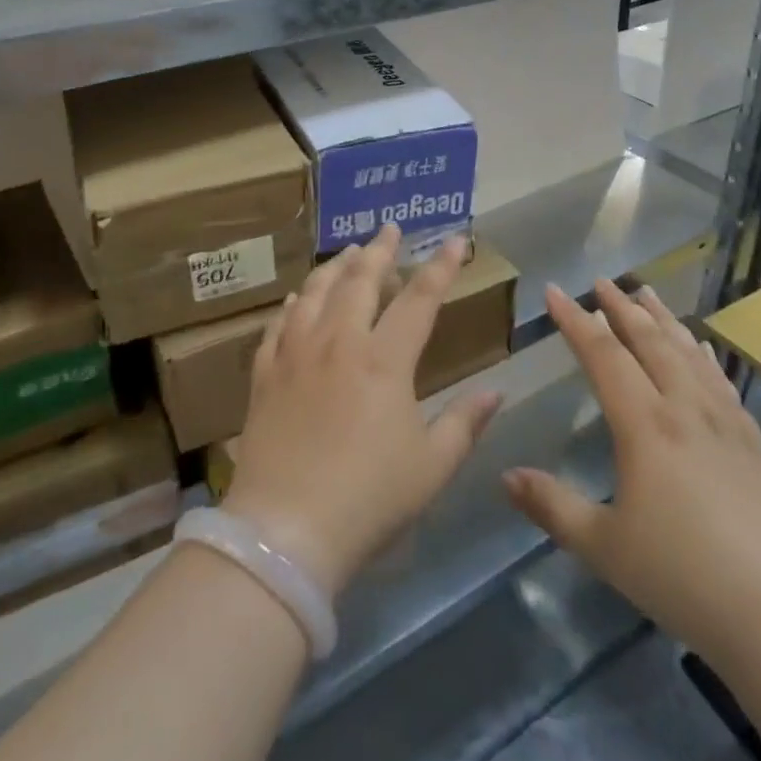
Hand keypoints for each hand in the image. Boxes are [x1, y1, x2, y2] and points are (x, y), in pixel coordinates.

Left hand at [222, 223, 501, 596]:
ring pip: (315, 292)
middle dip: (380, 249)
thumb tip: (495, 390)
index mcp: (384, 361)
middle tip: (390, 228)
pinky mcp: (264, 374)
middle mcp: (339, 343)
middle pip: (361, 280)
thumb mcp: (432, 467)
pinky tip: (296, 298)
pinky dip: (292, 304)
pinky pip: (278, 324)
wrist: (285, 531)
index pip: (419, 300)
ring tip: (348, 253)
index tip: (455, 240)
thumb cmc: (369, 499)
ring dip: (335, 267)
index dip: (440, 267)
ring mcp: (295, 354)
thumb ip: (465, 423)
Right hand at [503, 281, 760, 658]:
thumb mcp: (604, 547)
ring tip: (647, 294)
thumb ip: (552, 507)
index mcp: (645, 426)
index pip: (604, 356)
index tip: (555, 291)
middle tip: (602, 280)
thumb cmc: (684, 577)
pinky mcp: (755, 447)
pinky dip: (705, 357)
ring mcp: (726, 426)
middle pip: (650, 343)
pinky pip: (723, 384)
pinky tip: (702, 349)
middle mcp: (685, 411)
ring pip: (689, 355)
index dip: (576, 321)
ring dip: (664, 321)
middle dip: (621, 308)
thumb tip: (505, 477)